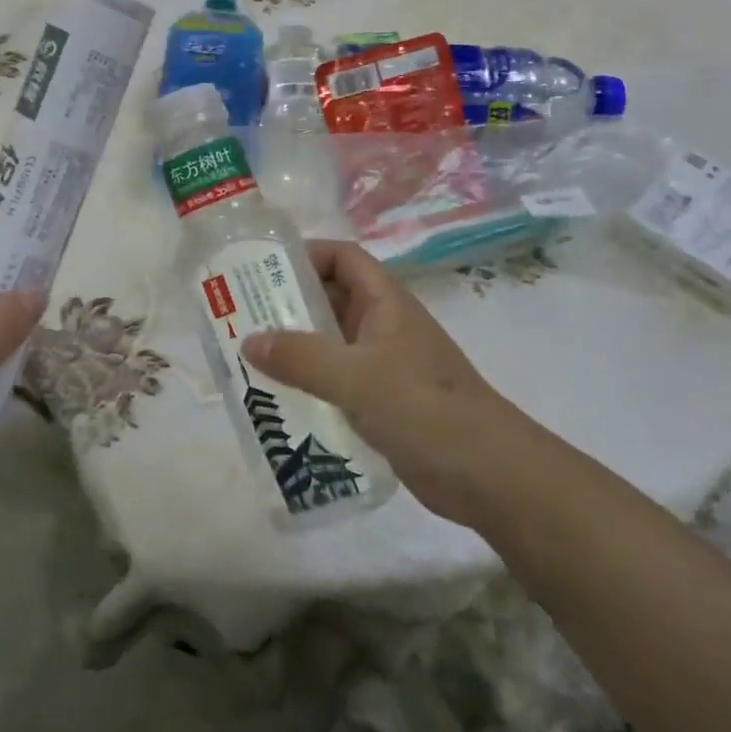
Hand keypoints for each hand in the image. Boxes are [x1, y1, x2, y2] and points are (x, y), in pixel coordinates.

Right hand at [240, 240, 525, 520]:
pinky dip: (309, 383)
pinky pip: (337, 380)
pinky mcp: (384, 403)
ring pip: (331, 342)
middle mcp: (384, 327)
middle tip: (240, 316)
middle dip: (288, 304)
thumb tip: (248, 340)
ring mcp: (385, 366)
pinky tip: (279, 400)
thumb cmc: (425, 409)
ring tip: (249, 359)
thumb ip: (301, 357)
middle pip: (332, 299)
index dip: (306, 255)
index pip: (343, 258)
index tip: (262, 271)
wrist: (490, 476)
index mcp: (386, 303)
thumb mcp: (356, 378)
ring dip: (295, 347)